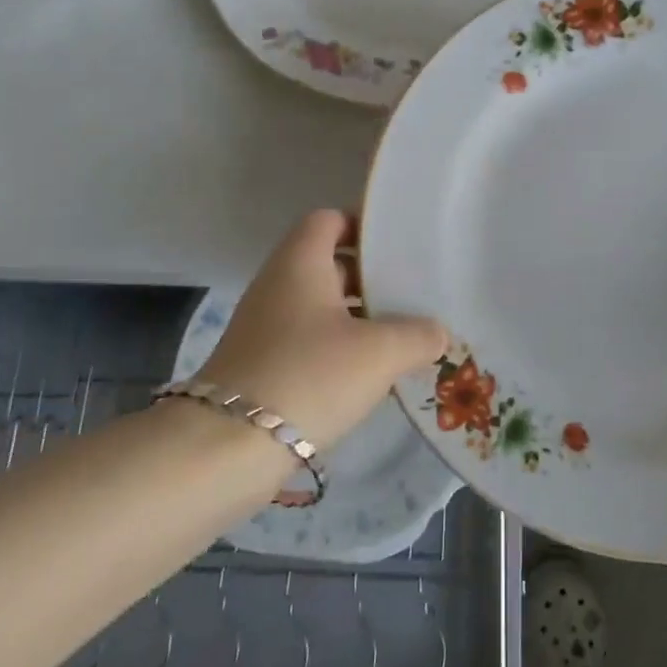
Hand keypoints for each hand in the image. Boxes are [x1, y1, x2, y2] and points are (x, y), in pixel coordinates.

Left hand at [200, 210, 447, 449]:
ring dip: (360, 317)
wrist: (228, 448)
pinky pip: (310, 341)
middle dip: (372, 276)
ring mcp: (267, 327)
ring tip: (405, 334)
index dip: (364, 225)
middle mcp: (279, 285)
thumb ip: (418, 335)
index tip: (401, 246)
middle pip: (330, 264)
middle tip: (415, 291)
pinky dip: (341, 348)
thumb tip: (437, 332)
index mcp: (301, 263)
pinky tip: (372, 373)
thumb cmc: (309, 376)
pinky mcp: (264, 364)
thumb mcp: (379, 352)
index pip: (330, 219)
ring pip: (322, 307)